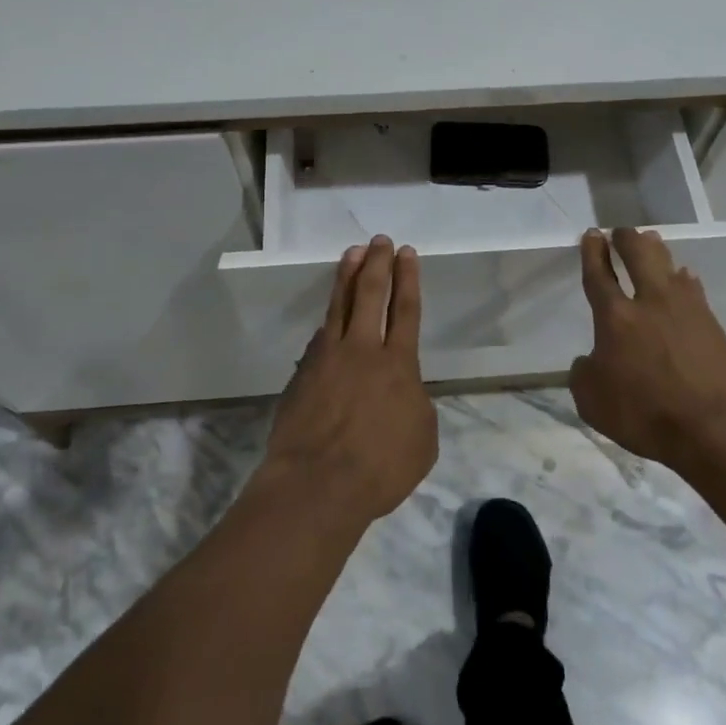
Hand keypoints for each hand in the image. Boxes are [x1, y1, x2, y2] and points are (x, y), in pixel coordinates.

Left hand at [256, 236, 437, 525]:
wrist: (317, 484)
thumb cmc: (380, 468)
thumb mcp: (422, 440)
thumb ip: (415, 405)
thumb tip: (403, 391)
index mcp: (399, 364)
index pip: (406, 310)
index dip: (408, 279)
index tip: (406, 253)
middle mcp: (364, 350)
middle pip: (372, 294)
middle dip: (378, 263)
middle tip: (379, 240)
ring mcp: (328, 358)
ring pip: (340, 305)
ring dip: (347, 276)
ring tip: (352, 254)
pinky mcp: (302, 373)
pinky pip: (320, 337)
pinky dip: (329, 320)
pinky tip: (330, 315)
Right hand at [569, 228, 725, 468]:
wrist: (715, 427)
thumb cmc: (645, 414)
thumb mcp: (592, 401)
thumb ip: (584, 373)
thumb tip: (591, 360)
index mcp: (615, 317)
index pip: (599, 275)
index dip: (593, 252)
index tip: (593, 234)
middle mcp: (650, 303)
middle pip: (639, 256)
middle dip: (627, 239)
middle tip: (622, 231)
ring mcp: (686, 309)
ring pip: (669, 266)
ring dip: (657, 251)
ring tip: (652, 241)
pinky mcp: (712, 324)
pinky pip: (693, 289)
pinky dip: (683, 280)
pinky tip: (684, 279)